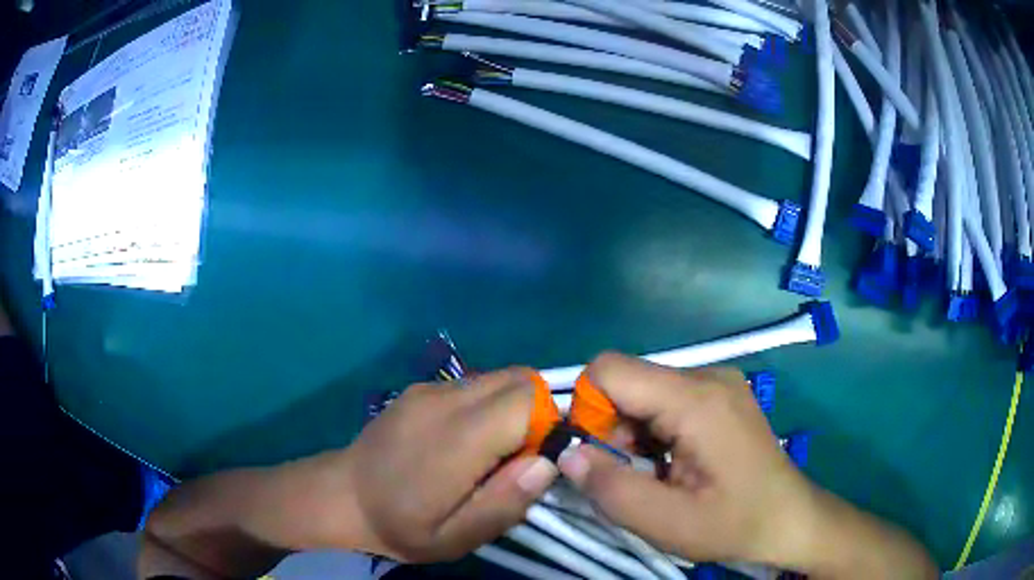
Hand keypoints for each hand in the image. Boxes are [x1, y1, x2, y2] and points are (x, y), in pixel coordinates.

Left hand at [345, 367, 558, 561]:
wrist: (341, 496)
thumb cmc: (401, 525)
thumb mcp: (456, 538)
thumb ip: (505, 502)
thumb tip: (547, 462)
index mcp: (456, 439)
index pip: (527, 401)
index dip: (549, 426)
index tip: (537, 461)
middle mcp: (445, 400)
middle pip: (519, 379)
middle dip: (537, 412)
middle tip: (519, 457)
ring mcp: (430, 388)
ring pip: (499, 377)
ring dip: (513, 407)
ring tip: (493, 451)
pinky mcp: (422, 387)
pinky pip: (474, 383)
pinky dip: (489, 404)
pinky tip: (466, 440)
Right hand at [556, 353, 936, 577]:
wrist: (791, 518)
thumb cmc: (735, 523)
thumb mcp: (666, 523)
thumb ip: (610, 488)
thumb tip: (566, 454)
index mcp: (696, 399)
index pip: (609, 370)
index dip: (586, 409)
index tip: (594, 454)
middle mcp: (707, 374)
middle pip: (628, 380)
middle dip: (610, 427)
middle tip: (628, 473)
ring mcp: (718, 381)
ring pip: (645, 391)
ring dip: (632, 431)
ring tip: (654, 474)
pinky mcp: (721, 394)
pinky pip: (667, 399)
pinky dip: (654, 430)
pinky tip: (672, 462)